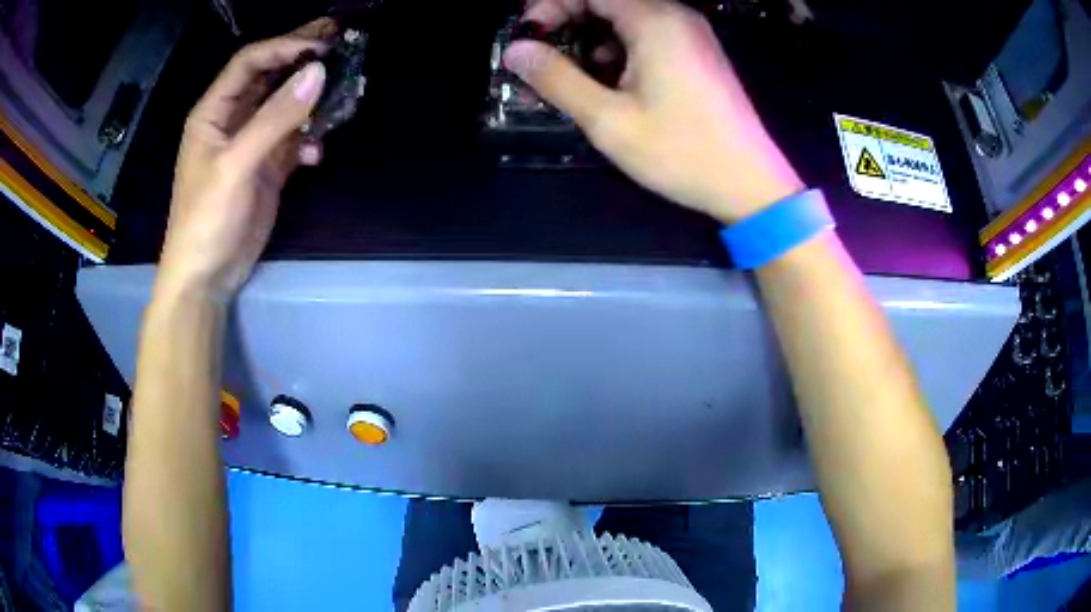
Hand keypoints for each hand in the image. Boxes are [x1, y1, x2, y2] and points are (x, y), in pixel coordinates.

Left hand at [157, 19, 334, 298]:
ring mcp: (251, 143)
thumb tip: (319, 72)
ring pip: (286, 106)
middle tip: (341, 40)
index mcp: (213, 112)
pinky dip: (309, 140)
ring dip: (312, 98)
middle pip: (270, 76)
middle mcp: (232, 120)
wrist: (206, 277)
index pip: (250, 62)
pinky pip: (293, 140)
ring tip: (345, 88)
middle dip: (302, 58)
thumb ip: (276, 117)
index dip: (283, 47)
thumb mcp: (237, 165)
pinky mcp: (267, 167)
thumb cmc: (206, 219)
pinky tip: (318, 152)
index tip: (321, 44)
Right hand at [505, 0, 803, 222]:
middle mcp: (675, 15)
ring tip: (571, 77)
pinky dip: (618, 49)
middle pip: (607, 0)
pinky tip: (609, 82)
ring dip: (591, 39)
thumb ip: (557, 79)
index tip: (528, 40)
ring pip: (625, 18)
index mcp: (655, 20)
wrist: (749, 183)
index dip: (550, 7)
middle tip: (542, 59)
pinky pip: (646, 34)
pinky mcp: (696, 52)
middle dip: (567, 23)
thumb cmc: (681, 152)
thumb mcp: (609, 120)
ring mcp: (689, 33)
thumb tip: (517, 51)